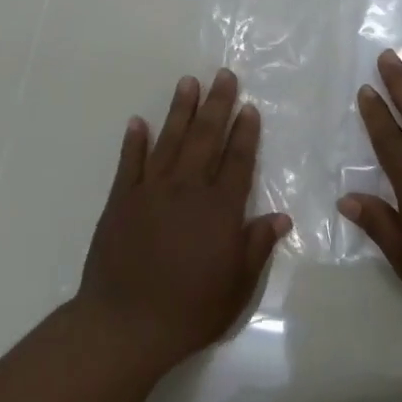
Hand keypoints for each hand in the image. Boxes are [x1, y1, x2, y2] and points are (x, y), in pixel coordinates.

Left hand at [77, 69, 290, 367]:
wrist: (125, 325)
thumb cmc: (190, 310)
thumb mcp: (237, 285)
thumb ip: (257, 246)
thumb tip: (280, 217)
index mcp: (219, 209)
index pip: (237, 161)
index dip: (245, 133)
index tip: (249, 107)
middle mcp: (187, 190)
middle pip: (205, 139)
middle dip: (217, 105)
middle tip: (223, 76)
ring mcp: (150, 192)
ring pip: (169, 141)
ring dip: (180, 111)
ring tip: (188, 82)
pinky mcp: (121, 202)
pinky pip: (129, 164)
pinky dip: (134, 142)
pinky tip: (138, 122)